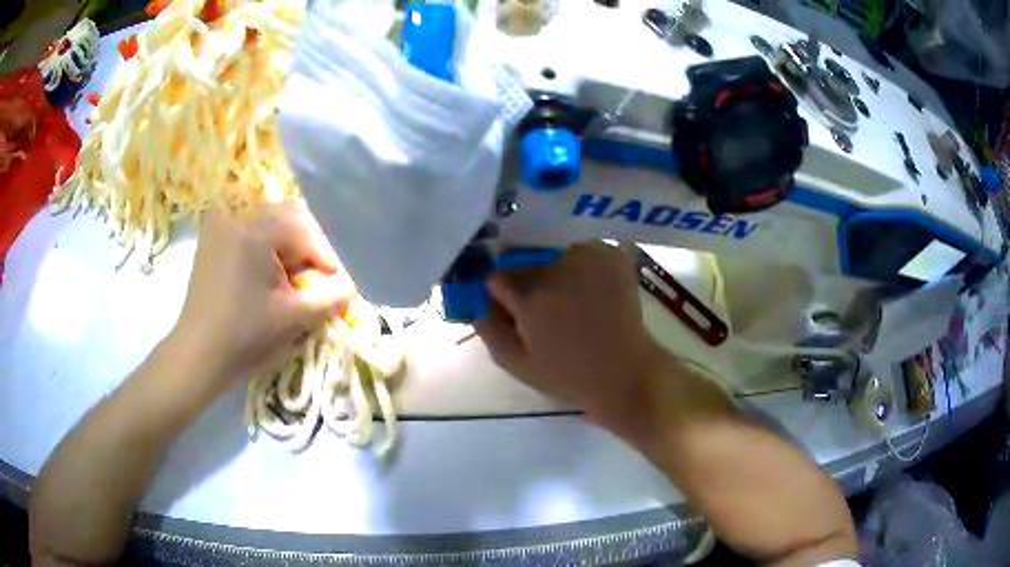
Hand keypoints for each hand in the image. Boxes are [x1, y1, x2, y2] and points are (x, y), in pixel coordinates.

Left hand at [174, 199, 350, 384]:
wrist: (197, 355)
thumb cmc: (244, 337)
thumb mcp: (293, 318)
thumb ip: (330, 299)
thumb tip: (350, 289)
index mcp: (256, 229)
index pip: (306, 231)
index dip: (326, 258)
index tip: (337, 286)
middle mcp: (237, 214)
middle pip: (289, 215)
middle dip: (308, 247)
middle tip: (315, 279)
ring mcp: (221, 223)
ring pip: (269, 220)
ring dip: (288, 244)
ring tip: (292, 278)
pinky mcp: (212, 237)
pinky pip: (249, 228)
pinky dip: (266, 244)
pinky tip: (268, 272)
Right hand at [476, 242, 664, 425]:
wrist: (625, 373)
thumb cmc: (567, 375)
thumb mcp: (514, 361)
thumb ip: (486, 325)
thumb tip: (471, 294)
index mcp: (530, 294)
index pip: (495, 271)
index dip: (497, 287)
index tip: (504, 300)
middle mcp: (558, 265)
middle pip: (523, 254)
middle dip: (523, 272)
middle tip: (537, 300)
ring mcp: (589, 254)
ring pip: (552, 246)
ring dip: (551, 262)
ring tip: (565, 293)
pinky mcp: (612, 253)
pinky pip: (582, 245)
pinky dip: (579, 259)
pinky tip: (587, 284)